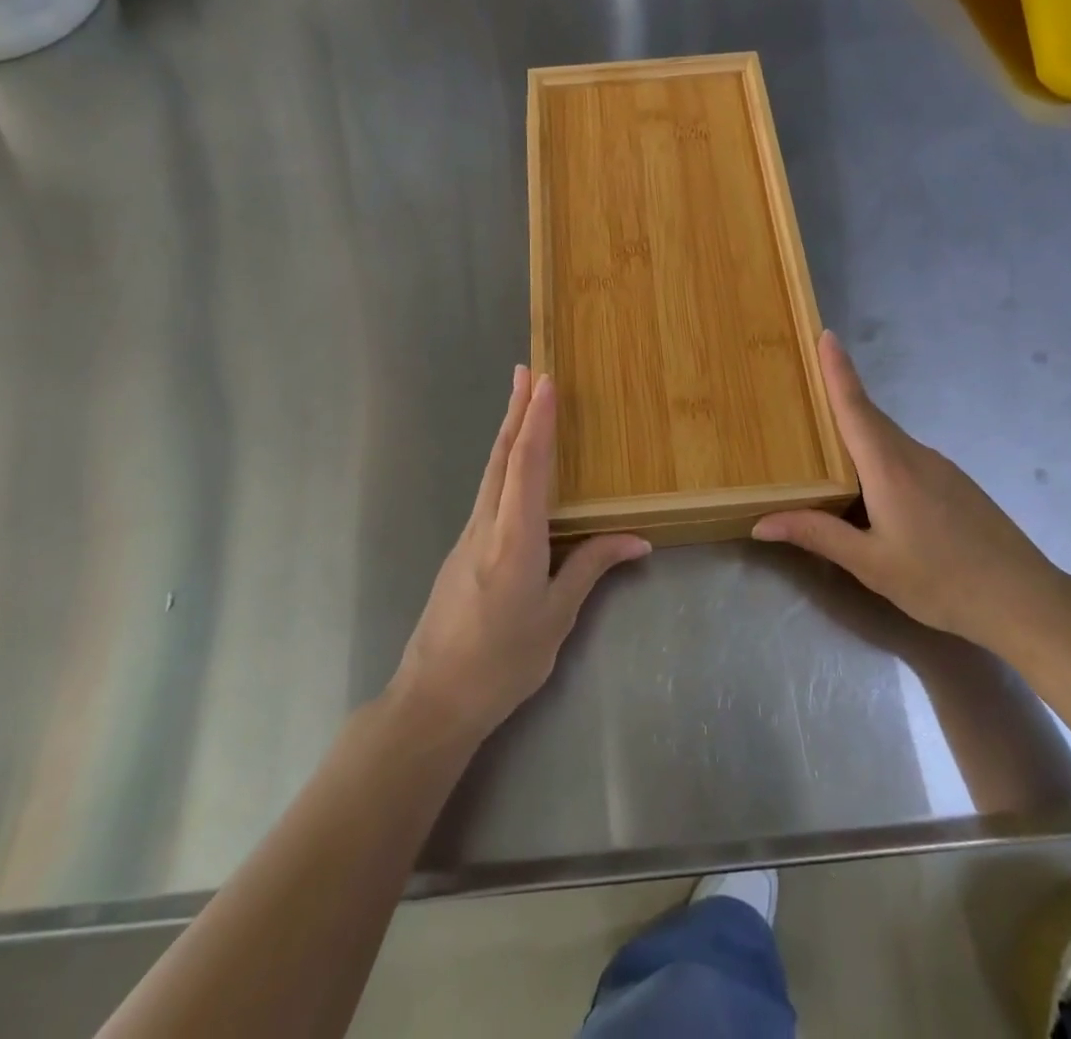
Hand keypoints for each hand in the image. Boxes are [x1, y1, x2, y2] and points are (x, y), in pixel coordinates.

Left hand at [392, 367, 649, 742]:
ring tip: (521, 400)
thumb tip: (637, 539)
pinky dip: (502, 464)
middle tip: (527, 370)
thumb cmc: (502, 663)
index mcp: (514, 540)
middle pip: (502, 457)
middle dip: (516, 410)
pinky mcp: (462, 550)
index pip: (527, 466)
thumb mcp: (556, 619)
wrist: (433, 699)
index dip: (537, 421)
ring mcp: (468, 536)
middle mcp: (486, 526)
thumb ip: (591, 569)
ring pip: (490, 472)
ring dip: (507, 432)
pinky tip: (512, 465)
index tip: (545, 381)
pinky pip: (487, 493)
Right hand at [752, 331, 1066, 654]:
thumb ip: (817, 535)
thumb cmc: (941, 581)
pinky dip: (880, 456)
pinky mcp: (956, 484)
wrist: (1025, 601)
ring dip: (858, 432)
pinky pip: (906, 457)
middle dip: (839, 397)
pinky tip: (872, 488)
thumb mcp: (870, 564)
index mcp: (889, 467)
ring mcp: (941, 468)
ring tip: (825, 442)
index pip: (855, 406)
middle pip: (869, 417)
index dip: (838, 370)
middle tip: (804, 388)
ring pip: (888, 440)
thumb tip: (761, 523)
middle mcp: (914, 455)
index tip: (825, 335)